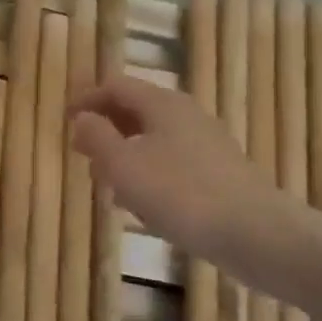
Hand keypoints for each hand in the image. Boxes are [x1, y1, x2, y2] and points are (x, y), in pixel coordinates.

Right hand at [69, 76, 294, 270]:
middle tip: (81, 152)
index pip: (116, 86)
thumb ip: (97, 137)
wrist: (256, 234)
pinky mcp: (218, 174)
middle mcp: (186, 115)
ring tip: (105, 183)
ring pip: (154, 139)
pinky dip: (148, 174)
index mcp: (162, 104)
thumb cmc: (180, 193)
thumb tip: (83, 118)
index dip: (87, 99)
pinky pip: (172, 163)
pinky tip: (141, 205)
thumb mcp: (123, 165)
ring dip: (125, 155)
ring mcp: (206, 145)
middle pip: (136, 110)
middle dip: (105, 128)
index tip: (65, 119)